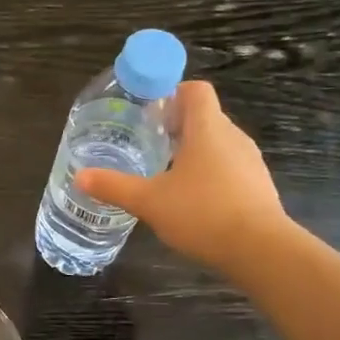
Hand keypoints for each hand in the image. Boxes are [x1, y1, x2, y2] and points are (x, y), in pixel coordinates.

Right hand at [76, 81, 286, 273]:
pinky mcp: (258, 187)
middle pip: (205, 117)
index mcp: (207, 129)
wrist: (259, 249)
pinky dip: (210, 176)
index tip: (149, 112)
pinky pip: (229, 169)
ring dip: (193, 153)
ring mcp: (249, 162)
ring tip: (166, 175)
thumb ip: (114, 187)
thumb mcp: (149, 201)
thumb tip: (80, 176)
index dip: (172, 93)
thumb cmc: (202, 213)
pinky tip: (192, 202)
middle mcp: (233, 137)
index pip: (196, 90)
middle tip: (148, 145)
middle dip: (176, 127)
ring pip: (218, 145)